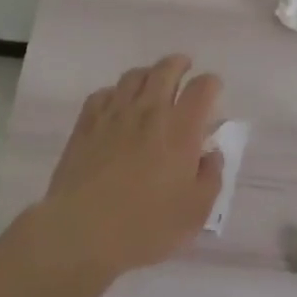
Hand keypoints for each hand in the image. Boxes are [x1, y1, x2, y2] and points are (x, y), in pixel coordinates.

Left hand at [32, 55, 224, 279]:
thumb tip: (210, 153)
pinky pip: (103, 94)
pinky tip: (117, 104)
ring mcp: (113, 115)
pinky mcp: (86, 126)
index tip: (213, 89)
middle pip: (165, 70)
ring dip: (148, 73)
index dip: (211, 84)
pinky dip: (116, 92)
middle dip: (179, 64)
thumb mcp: (196, 211)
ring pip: (133, 77)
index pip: (201, 89)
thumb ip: (210, 176)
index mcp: (181, 130)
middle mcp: (148, 112)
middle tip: (184, 67)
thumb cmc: (147, 226)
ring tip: (152, 81)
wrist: (82, 232)